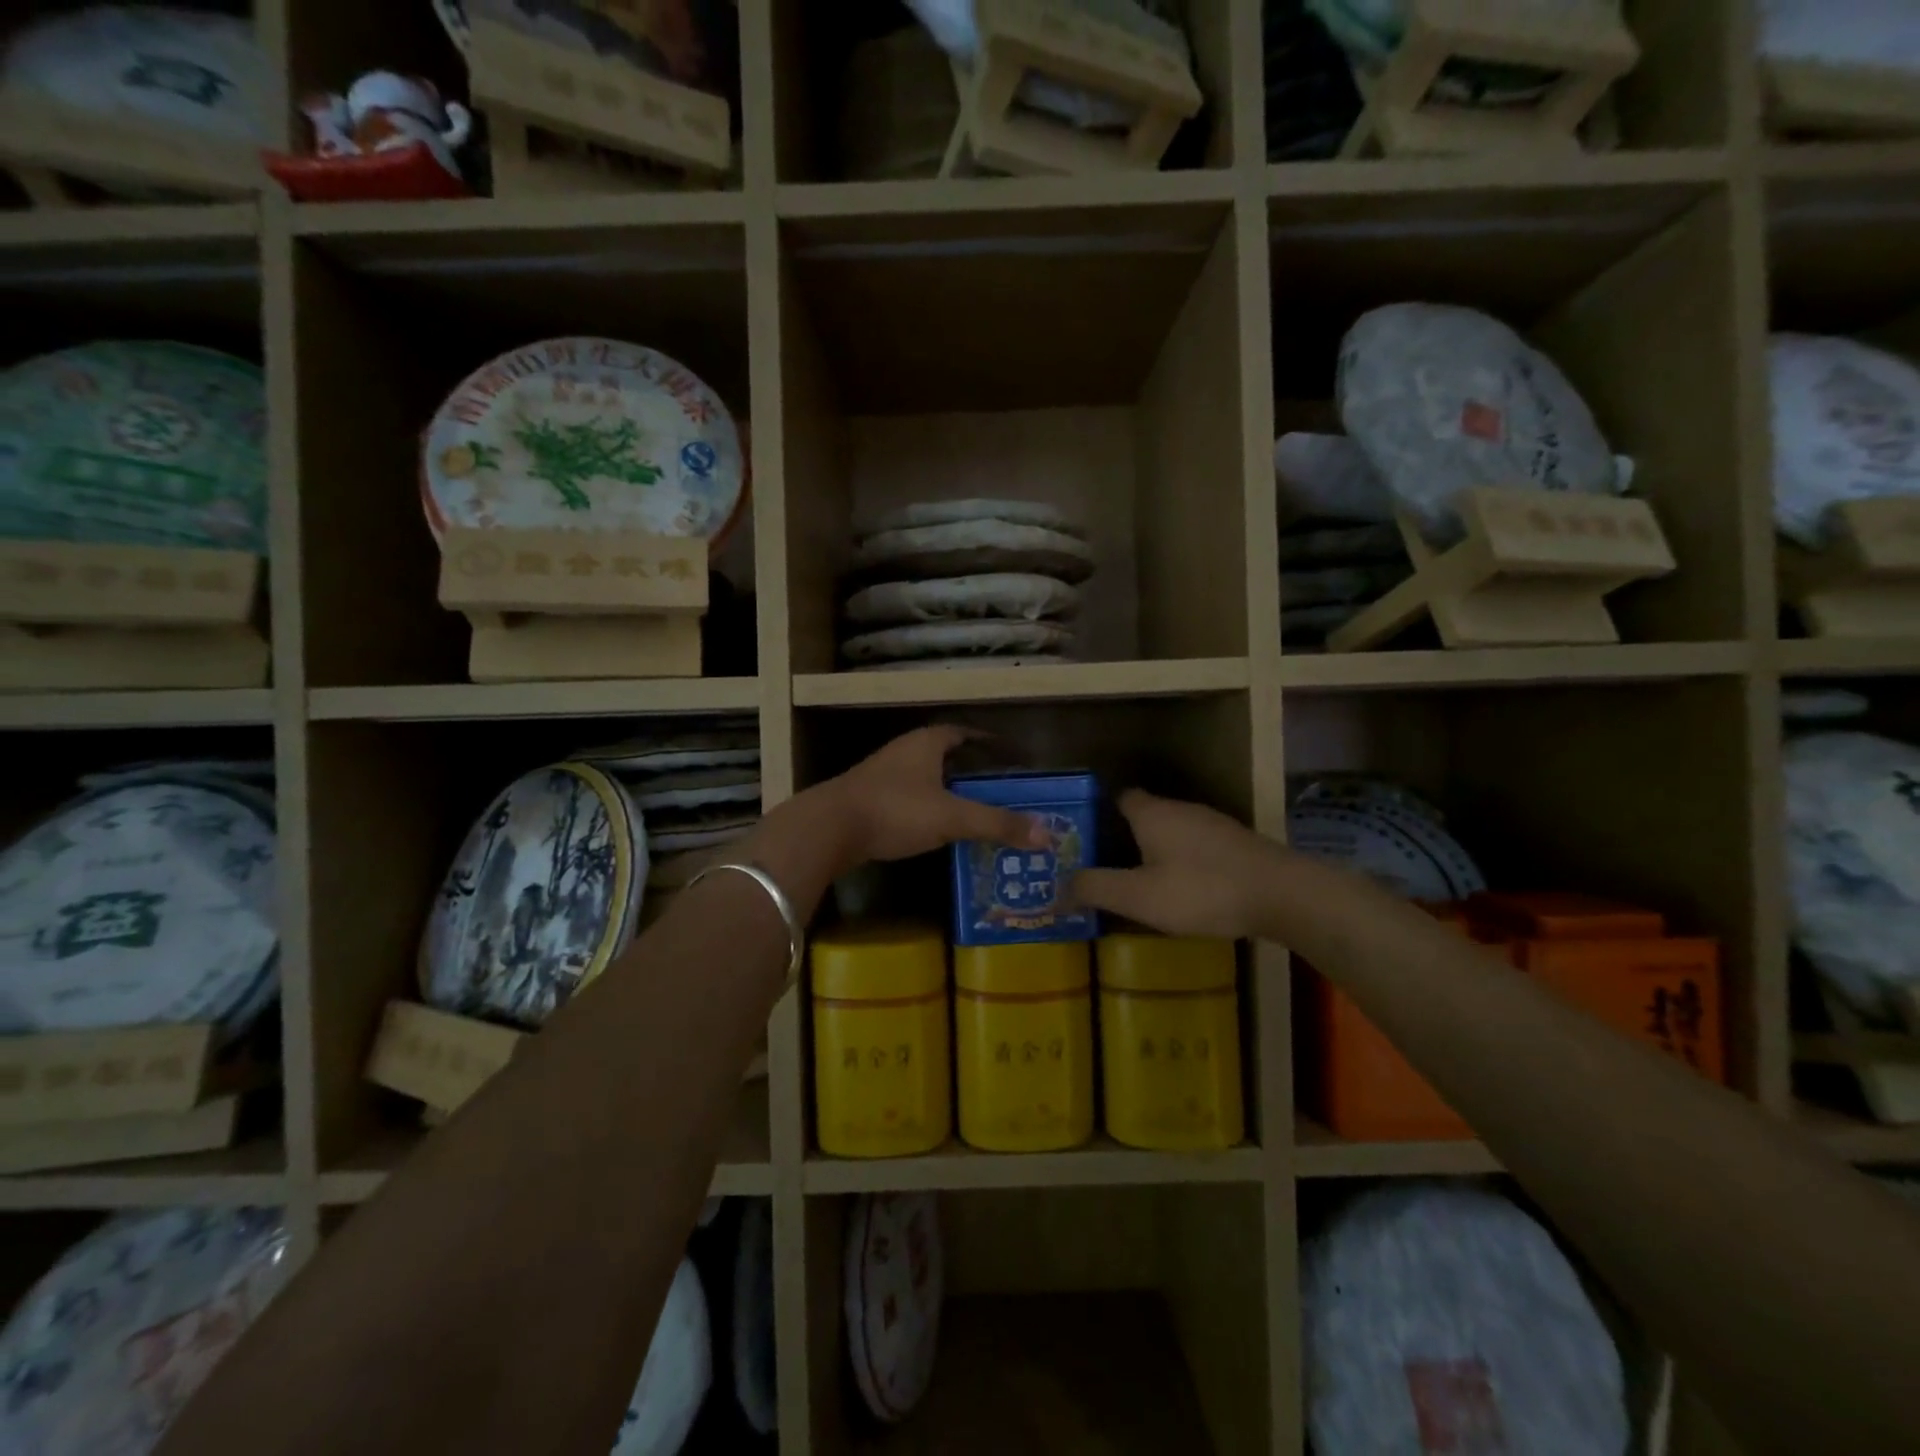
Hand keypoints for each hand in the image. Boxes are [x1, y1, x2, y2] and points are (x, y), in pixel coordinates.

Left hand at [821, 726, 1048, 871]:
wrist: (828, 829)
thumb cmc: (895, 810)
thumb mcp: (952, 817)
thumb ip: (997, 824)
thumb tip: (1046, 834)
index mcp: (926, 743)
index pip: (962, 732)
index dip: (985, 740)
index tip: (1006, 754)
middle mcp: (903, 751)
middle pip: (942, 753)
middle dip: (968, 767)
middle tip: (995, 786)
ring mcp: (882, 774)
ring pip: (923, 775)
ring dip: (945, 788)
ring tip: (971, 807)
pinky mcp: (867, 798)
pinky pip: (906, 796)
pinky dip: (925, 805)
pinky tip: (934, 826)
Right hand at [1072, 790, 1276, 939]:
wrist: (1283, 895)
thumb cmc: (1202, 889)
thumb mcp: (1139, 896)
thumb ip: (1096, 888)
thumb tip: (1057, 887)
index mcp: (1152, 813)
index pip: (1118, 798)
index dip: (1099, 813)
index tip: (1082, 837)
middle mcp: (1180, 809)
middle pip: (1144, 815)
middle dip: (1123, 836)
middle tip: (1102, 865)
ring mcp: (1212, 824)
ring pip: (1172, 831)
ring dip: (1155, 851)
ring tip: (1137, 881)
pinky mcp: (1236, 844)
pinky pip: (1196, 847)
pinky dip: (1182, 862)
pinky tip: (1182, 889)